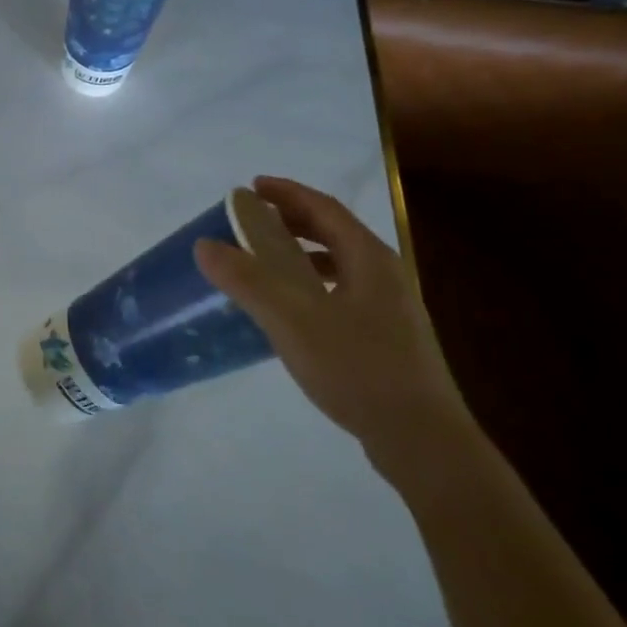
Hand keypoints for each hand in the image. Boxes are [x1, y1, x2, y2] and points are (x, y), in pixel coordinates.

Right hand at [193, 177, 474, 474]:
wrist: (422, 440)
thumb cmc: (357, 368)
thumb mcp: (292, 320)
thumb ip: (247, 280)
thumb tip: (204, 244)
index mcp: (369, 259)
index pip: (324, 208)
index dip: (287, 193)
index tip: (251, 186)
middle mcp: (385, 275)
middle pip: (335, 232)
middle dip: (293, 220)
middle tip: (253, 218)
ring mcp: (391, 308)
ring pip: (340, 263)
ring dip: (302, 252)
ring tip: (267, 259)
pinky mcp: (388, 338)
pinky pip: (342, 291)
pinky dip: (312, 283)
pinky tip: (294, 308)